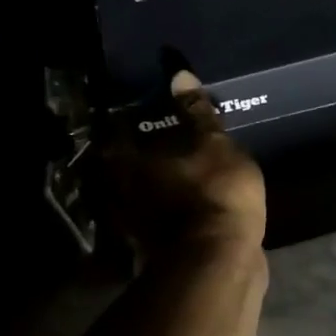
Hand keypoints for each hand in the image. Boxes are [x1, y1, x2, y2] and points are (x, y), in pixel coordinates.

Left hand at [102, 71, 266, 255]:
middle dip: (133, 154)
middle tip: (154, 136)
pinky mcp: (156, 248)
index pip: (113, 133)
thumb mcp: (215, 144)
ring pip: (135, 195)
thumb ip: (197, 112)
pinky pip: (154, 219)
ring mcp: (137, 225)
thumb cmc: (216, 193)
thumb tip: (178, 72)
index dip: (122, 120)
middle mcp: (122, 194)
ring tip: (170, 166)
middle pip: (120, 167)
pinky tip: (181, 200)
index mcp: (128, 164)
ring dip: (146, 183)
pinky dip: (162, 208)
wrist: (222, 262)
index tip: (135, 109)